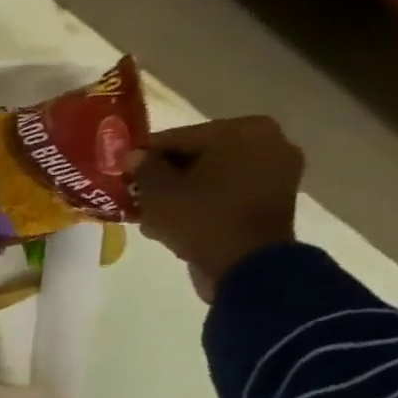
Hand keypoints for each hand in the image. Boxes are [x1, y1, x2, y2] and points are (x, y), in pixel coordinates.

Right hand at [134, 117, 303, 300]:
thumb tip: (135, 157)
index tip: (121, 173)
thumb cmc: (201, 218)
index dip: (144, 157)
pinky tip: (175, 223)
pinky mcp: (273, 201)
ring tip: (151, 214)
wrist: (246, 267)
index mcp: (242, 130)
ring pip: (211, 176)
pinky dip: (202, 204)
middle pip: (197, 156)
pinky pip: (227, 194)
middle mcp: (268, 142)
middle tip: (136, 195)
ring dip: (181, 192)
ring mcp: (276, 173)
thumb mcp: (158, 191)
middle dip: (165, 176)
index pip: (177, 137)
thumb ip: (143, 167)